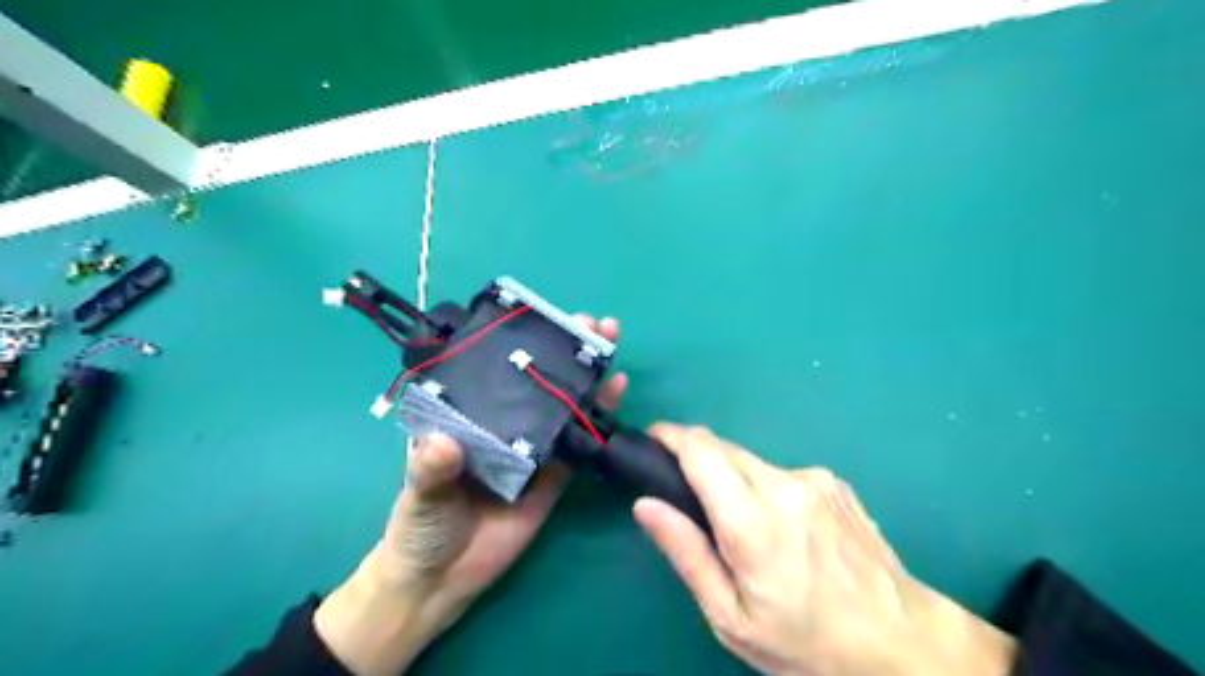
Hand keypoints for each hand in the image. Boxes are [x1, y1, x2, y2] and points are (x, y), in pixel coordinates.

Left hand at [315, 318, 625, 675]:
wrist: (441, 582)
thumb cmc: (420, 528)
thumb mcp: (419, 494)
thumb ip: (430, 470)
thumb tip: (442, 443)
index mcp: (468, 417)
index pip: (496, 371)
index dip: (521, 344)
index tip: (543, 320)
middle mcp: (503, 424)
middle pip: (538, 382)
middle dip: (565, 351)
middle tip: (592, 325)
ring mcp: (533, 449)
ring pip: (563, 406)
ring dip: (588, 376)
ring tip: (610, 344)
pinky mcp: (554, 476)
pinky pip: (578, 444)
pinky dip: (597, 419)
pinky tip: (614, 392)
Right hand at [631, 425, 1015, 675]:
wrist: (901, 642)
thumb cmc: (806, 642)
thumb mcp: (731, 616)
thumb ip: (686, 553)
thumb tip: (646, 505)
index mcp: (753, 522)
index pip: (701, 450)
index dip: (670, 435)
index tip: (652, 439)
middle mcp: (784, 486)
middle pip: (723, 448)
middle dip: (697, 459)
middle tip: (689, 496)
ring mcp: (815, 480)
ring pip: (752, 461)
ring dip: (734, 479)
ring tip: (744, 527)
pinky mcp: (834, 482)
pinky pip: (782, 473)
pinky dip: (767, 489)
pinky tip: (785, 529)